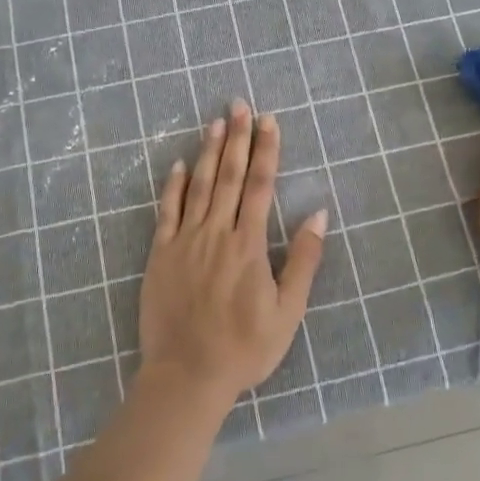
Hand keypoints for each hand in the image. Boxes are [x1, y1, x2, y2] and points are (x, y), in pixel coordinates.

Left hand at [137, 102, 326, 409]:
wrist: (186, 376)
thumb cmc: (244, 348)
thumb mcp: (288, 311)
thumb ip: (303, 260)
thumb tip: (318, 214)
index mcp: (248, 246)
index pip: (259, 186)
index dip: (265, 150)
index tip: (269, 121)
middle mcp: (216, 234)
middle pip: (228, 176)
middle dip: (237, 138)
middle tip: (240, 104)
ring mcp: (185, 241)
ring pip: (198, 186)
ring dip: (208, 152)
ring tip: (215, 122)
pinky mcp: (161, 254)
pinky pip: (167, 211)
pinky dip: (173, 185)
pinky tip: (179, 164)